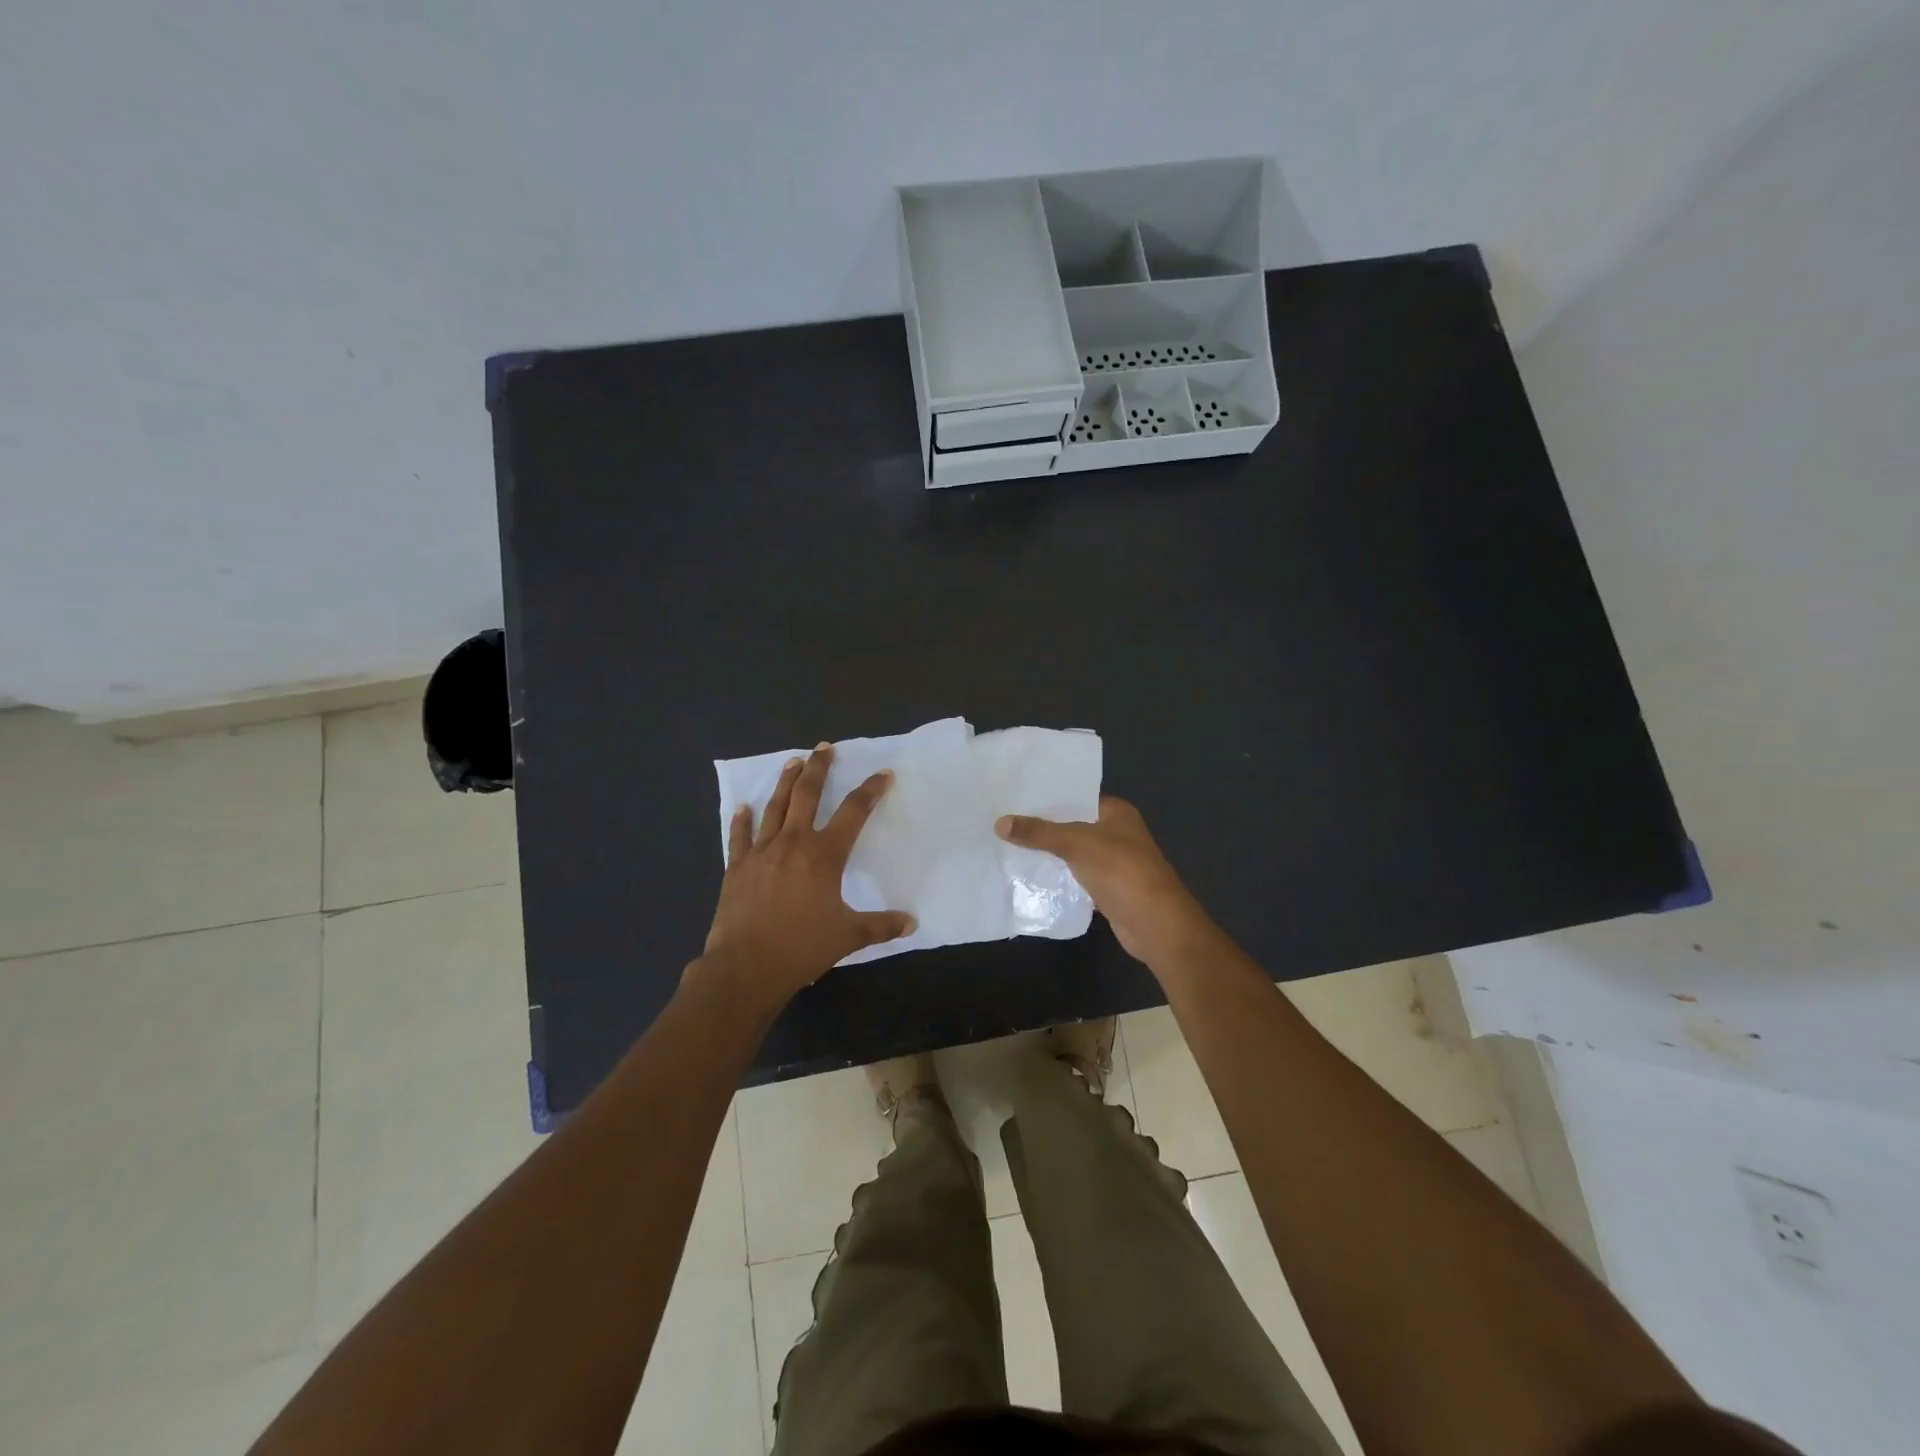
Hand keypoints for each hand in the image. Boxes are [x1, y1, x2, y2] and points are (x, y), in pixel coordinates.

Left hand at [699, 743, 915, 1013]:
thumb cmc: (802, 948)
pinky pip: (739, 836)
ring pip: (774, 807)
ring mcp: (761, 852)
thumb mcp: (849, 936)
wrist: (746, 966)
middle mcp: (793, 843)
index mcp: (825, 855)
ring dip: (785, 782)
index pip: (854, 812)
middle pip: (807, 794)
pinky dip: (741, 820)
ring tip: (793, 762)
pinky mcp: (737, 867)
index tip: (882, 774)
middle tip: (824, 748)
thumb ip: (881, 926)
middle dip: (819, 768)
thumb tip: (912, 923)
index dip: (870, 790)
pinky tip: (742, 807)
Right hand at [996, 796, 1215, 968]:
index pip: (1077, 797)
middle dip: (1042, 827)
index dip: (1048, 797)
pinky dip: (1057, 878)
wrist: (1155, 924)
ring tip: (1007, 845)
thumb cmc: (1121, 871)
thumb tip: (1000, 822)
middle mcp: (1116, 834)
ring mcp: (1113, 863)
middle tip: (1003, 821)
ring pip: (1072, 853)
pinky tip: (1028, 875)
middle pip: (1072, 825)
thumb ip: (1039, 833)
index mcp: (1116, 812)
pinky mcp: (1107, 890)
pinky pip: (1075, 878)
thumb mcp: (1077, 843)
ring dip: (1047, 854)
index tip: (1014, 797)